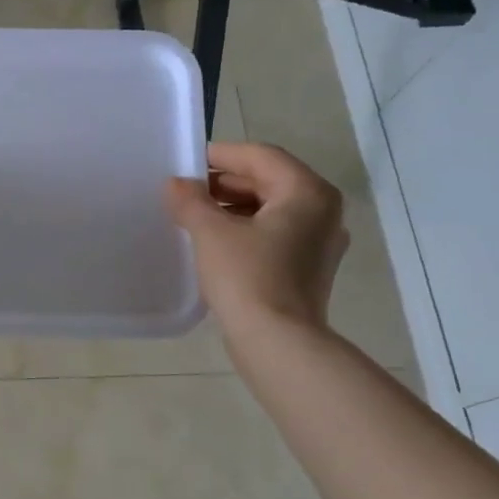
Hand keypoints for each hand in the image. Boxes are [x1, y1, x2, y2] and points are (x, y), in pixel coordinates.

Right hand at [166, 142, 348, 335]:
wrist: (277, 343)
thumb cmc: (247, 277)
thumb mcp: (211, 233)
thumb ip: (191, 201)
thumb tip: (175, 184)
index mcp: (307, 192)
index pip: (260, 156)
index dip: (221, 155)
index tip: (186, 163)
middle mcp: (323, 211)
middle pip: (269, 180)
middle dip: (225, 182)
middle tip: (186, 190)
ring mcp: (320, 242)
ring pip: (272, 208)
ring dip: (233, 206)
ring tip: (195, 216)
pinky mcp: (309, 268)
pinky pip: (275, 234)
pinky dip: (246, 229)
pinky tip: (216, 242)